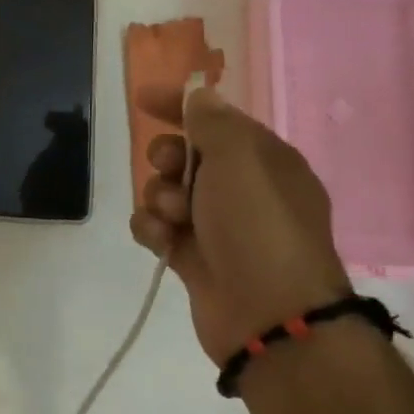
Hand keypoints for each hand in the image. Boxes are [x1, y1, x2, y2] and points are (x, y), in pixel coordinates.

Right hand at [129, 86, 350, 365]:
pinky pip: (158, 228)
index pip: (217, 119)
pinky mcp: (193, 258)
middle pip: (185, 155)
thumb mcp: (239, 158)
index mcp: (264, 161)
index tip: (143, 99)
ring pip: (166, 192)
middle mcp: (242, 190)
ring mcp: (217, 226)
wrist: (270, 316)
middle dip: (167, 156)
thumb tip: (200, 97)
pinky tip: (163, 241)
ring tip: (174, 218)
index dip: (180, 105)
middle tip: (169, 167)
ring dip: (160, 197)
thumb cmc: (258, 225)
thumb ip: (212, 122)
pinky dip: (154, 230)